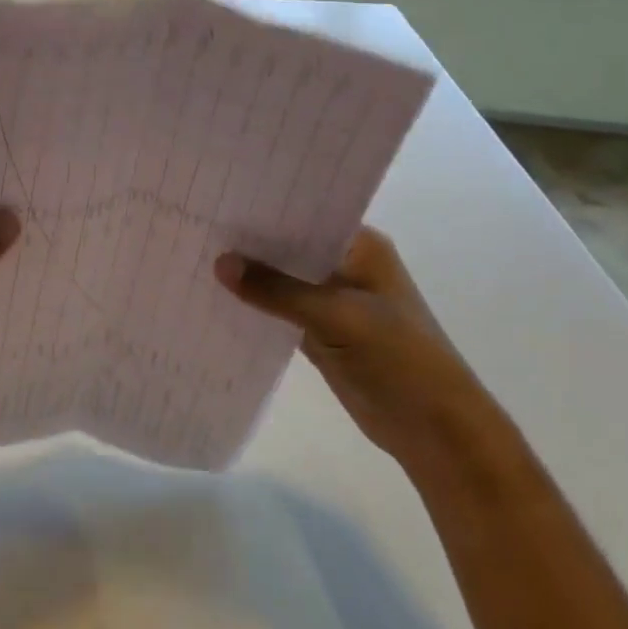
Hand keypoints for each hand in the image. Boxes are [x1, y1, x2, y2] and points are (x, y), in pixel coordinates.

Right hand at [214, 227, 495, 466]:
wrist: (433, 428)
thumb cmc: (398, 357)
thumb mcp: (336, 316)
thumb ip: (277, 290)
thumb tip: (220, 262)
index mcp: (360, 247)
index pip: (306, 215)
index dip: (265, 208)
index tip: (218, 200)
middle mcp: (344, 266)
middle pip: (288, 247)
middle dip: (249, 243)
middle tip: (196, 226)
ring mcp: (331, 301)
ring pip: (281, 281)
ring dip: (249, 277)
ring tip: (194, 257)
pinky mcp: (319, 334)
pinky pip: (278, 313)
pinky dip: (254, 308)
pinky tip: (215, 299)